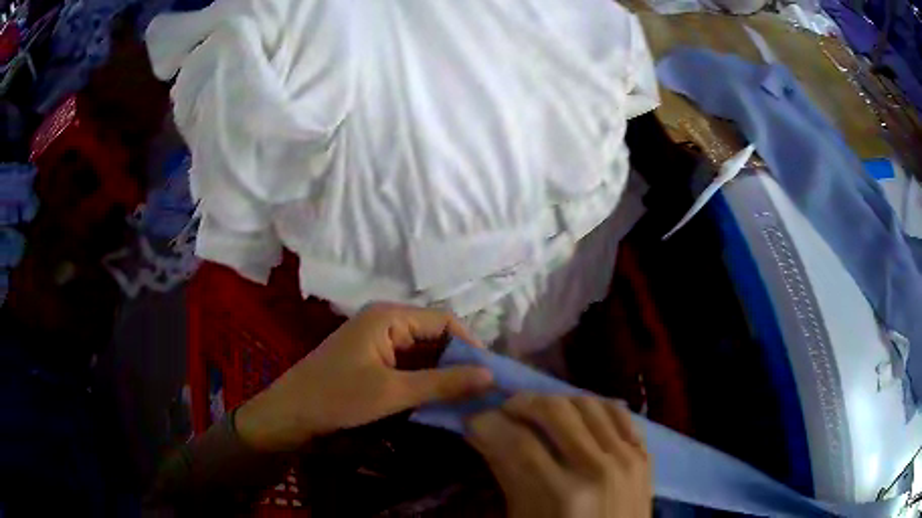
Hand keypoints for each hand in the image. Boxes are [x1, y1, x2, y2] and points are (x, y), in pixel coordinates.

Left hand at [235, 303, 493, 451]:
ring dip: (443, 373)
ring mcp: (376, 341)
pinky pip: (408, 364)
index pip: (444, 321)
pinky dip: (425, 379)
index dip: (471, 345)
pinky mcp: (371, 359)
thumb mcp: (393, 392)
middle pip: (434, 335)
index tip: (491, 374)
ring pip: (422, 352)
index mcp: (389, 316)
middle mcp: (385, 321)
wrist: (290, 413)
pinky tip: (439, 398)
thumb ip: (443, 383)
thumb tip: (491, 376)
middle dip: (459, 361)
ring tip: (469, 396)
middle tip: (485, 389)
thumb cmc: (337, 397)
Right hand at [468, 395, 650, 517]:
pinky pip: (618, 412)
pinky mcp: (644, 454)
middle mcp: (596, 470)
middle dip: (519, 404)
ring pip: (585, 403)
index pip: (517, 442)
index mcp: (561, 496)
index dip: (488, 425)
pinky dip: (591, 406)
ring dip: (553, 401)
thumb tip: (485, 433)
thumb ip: (507, 477)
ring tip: (536, 413)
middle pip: (553, 411)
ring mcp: (626, 458)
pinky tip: (574, 415)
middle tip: (503, 412)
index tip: (475, 422)